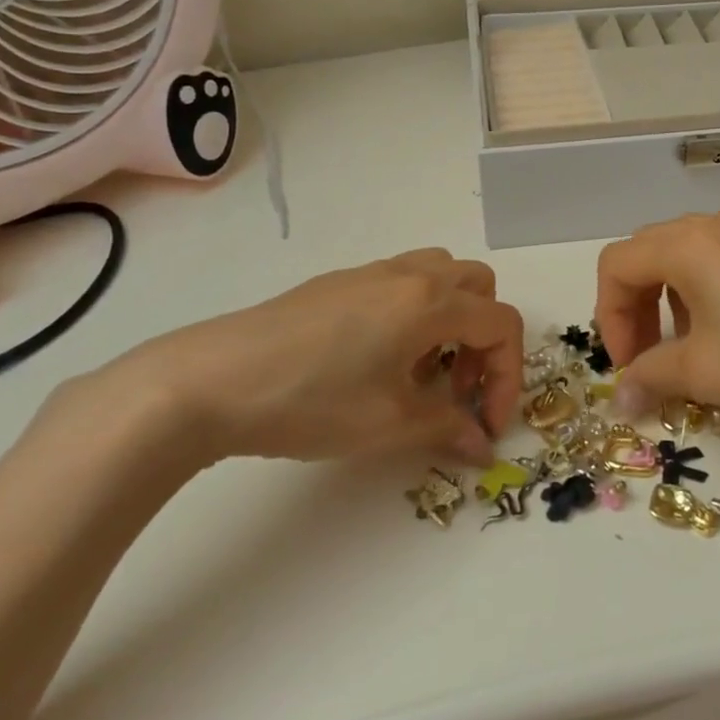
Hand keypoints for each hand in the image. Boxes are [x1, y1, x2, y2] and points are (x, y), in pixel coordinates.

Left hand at [75, 249, 522, 466]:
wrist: (210, 381)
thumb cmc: (312, 400)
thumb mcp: (389, 423)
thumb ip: (447, 427)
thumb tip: (482, 446)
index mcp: (430, 302)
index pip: (502, 326)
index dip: (509, 377)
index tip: (487, 425)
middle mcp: (409, 275)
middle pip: (479, 288)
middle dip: (484, 340)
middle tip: (458, 388)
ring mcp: (370, 273)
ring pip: (439, 276)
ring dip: (452, 319)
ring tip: (421, 371)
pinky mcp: (337, 283)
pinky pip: (400, 284)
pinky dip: (414, 314)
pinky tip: (376, 362)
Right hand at [594, 212, 719, 439]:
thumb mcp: (702, 372)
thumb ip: (649, 377)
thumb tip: (620, 402)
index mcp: (687, 243)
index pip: (617, 265)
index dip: (608, 317)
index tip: (627, 367)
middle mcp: (717, 225)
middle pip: (649, 254)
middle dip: (635, 307)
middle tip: (646, 358)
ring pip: (687, 256)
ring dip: (670, 300)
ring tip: (688, 349)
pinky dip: (706, 293)